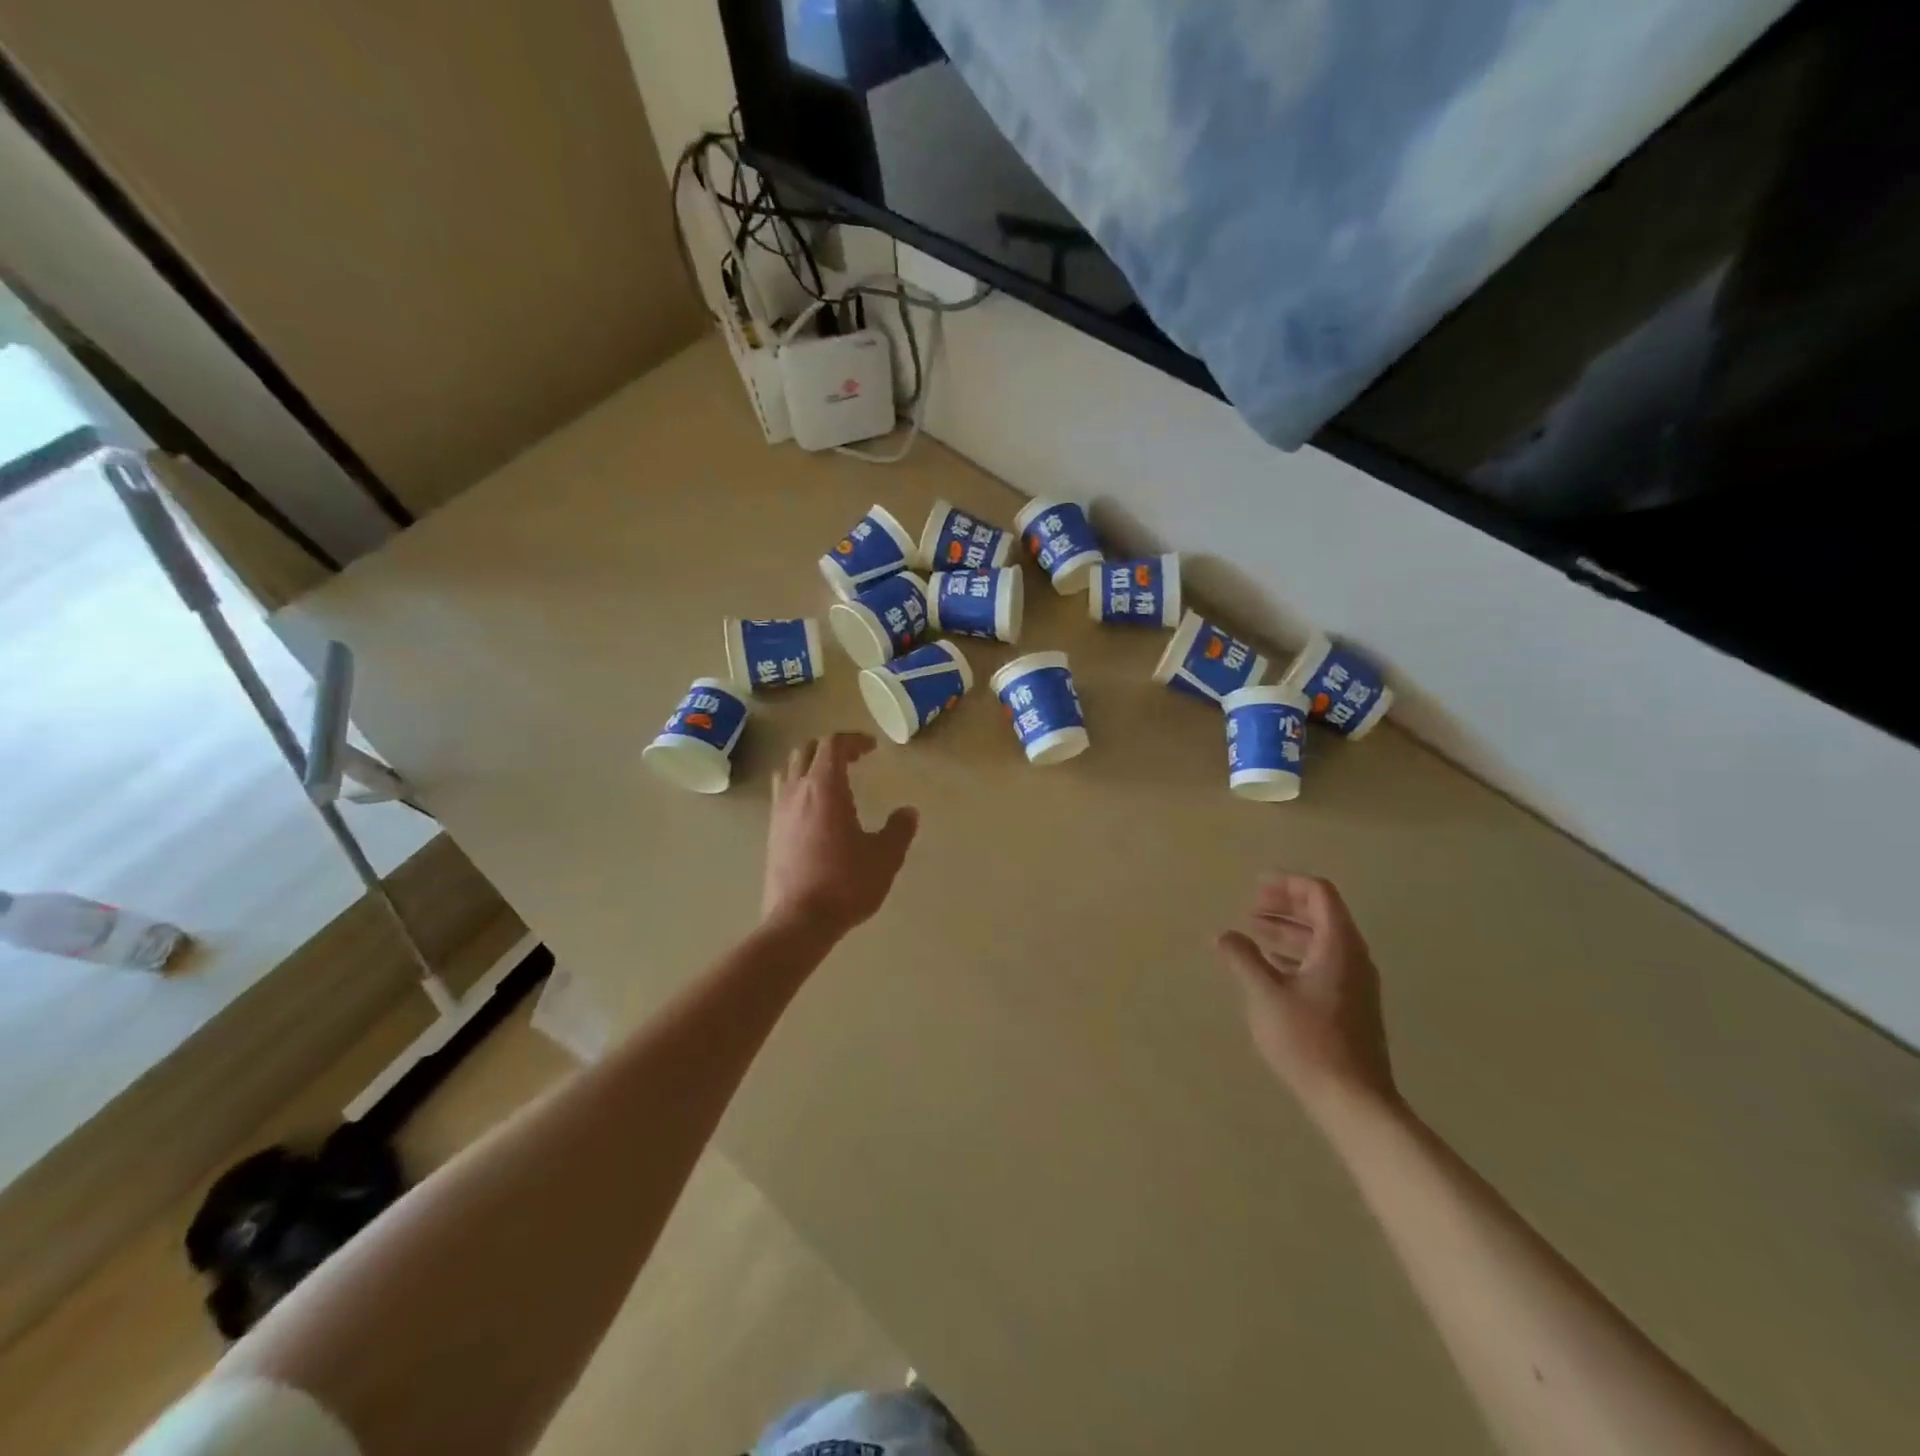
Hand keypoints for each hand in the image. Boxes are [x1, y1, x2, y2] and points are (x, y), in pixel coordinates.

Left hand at [763, 733, 918, 938]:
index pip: (832, 745)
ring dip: (809, 765)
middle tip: (854, 759)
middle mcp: (797, 792)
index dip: (853, 740)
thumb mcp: (885, 857)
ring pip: (789, 770)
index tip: (871, 747)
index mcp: (825, 788)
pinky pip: (782, 794)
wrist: (798, 921)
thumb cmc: (845, 883)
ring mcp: (779, 812)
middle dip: (830, 748)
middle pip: (806, 751)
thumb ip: (899, 830)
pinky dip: (799, 788)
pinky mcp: (771, 833)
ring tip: (830, 780)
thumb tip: (908, 812)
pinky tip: (815, 811)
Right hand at [1214, 874, 1398, 1118]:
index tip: (1255, 885)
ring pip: (1321, 940)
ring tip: (1254, 932)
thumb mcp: (1266, 994)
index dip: (1287, 883)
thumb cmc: (1309, 1040)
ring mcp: (1355, 983)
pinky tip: (1271, 966)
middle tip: (1251, 907)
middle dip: (1285, 904)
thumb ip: (1243, 959)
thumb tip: (1225, 935)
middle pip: (1322, 913)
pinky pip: (1323, 962)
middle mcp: (1353, 957)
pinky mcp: (1351, 1006)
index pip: (1318, 893)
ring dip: (1288, 930)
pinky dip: (1296, 954)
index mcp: (1339, 945)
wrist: (1353, 1100)